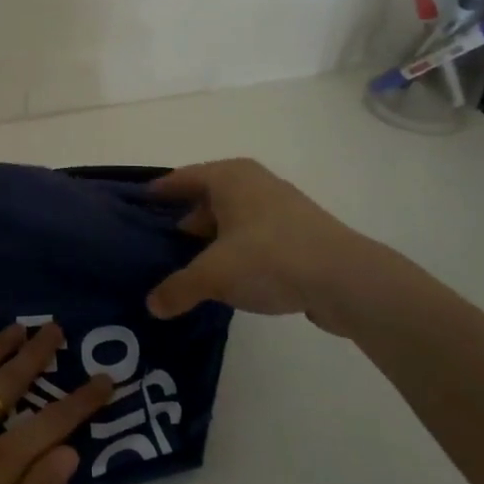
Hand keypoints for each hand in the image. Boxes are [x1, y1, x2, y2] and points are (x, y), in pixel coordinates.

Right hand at [145, 158, 386, 336]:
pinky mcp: (300, 234)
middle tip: (158, 247)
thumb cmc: (269, 258)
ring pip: (232, 220)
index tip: (137, 205)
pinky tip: (228, 280)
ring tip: (189, 268)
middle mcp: (254, 183)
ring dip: (211, 242)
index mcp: (229, 177)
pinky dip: (237, 253)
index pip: (182, 178)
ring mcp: (281, 208)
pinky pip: (254, 238)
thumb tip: (152, 306)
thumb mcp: (213, 275)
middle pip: (206, 199)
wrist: (347, 279)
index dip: (159, 192)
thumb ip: (178, 288)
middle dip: (184, 222)